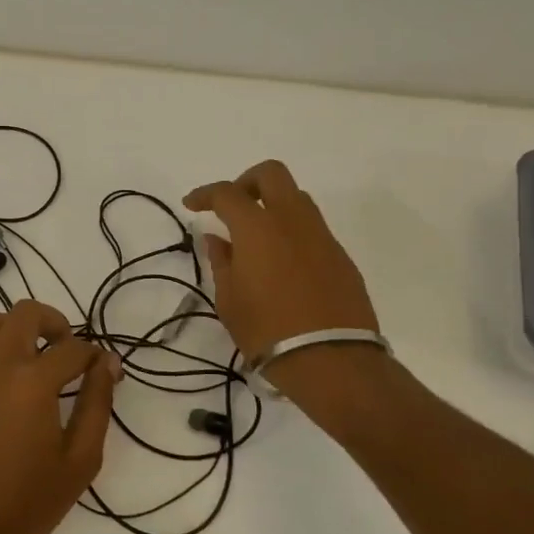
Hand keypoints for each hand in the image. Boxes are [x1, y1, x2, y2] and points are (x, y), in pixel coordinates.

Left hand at [0, 301, 120, 533]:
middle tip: (68, 352)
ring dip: (13, 329)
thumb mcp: (81, 458)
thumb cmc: (32, 500)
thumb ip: (98, 404)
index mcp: (34, 382)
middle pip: (24, 313)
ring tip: (32, 356)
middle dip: (54, 321)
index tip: (106, 371)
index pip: (73, 349)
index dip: (96, 356)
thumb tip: (107, 363)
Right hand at [183, 160, 378, 360]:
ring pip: (297, 198)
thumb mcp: (229, 299)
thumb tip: (217, 239)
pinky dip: (292, 232)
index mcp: (257, 227)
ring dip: (273, 205)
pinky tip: (282, 262)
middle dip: (247, 182)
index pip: (226, 193)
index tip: (192, 205)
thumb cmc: (267, 330)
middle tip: (232, 206)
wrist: (331, 358)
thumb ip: (222, 262)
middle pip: (271, 174)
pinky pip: (312, 228)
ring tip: (257, 236)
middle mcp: (292, 221)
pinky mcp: (340, 256)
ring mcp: (321, 236)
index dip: (205, 194)